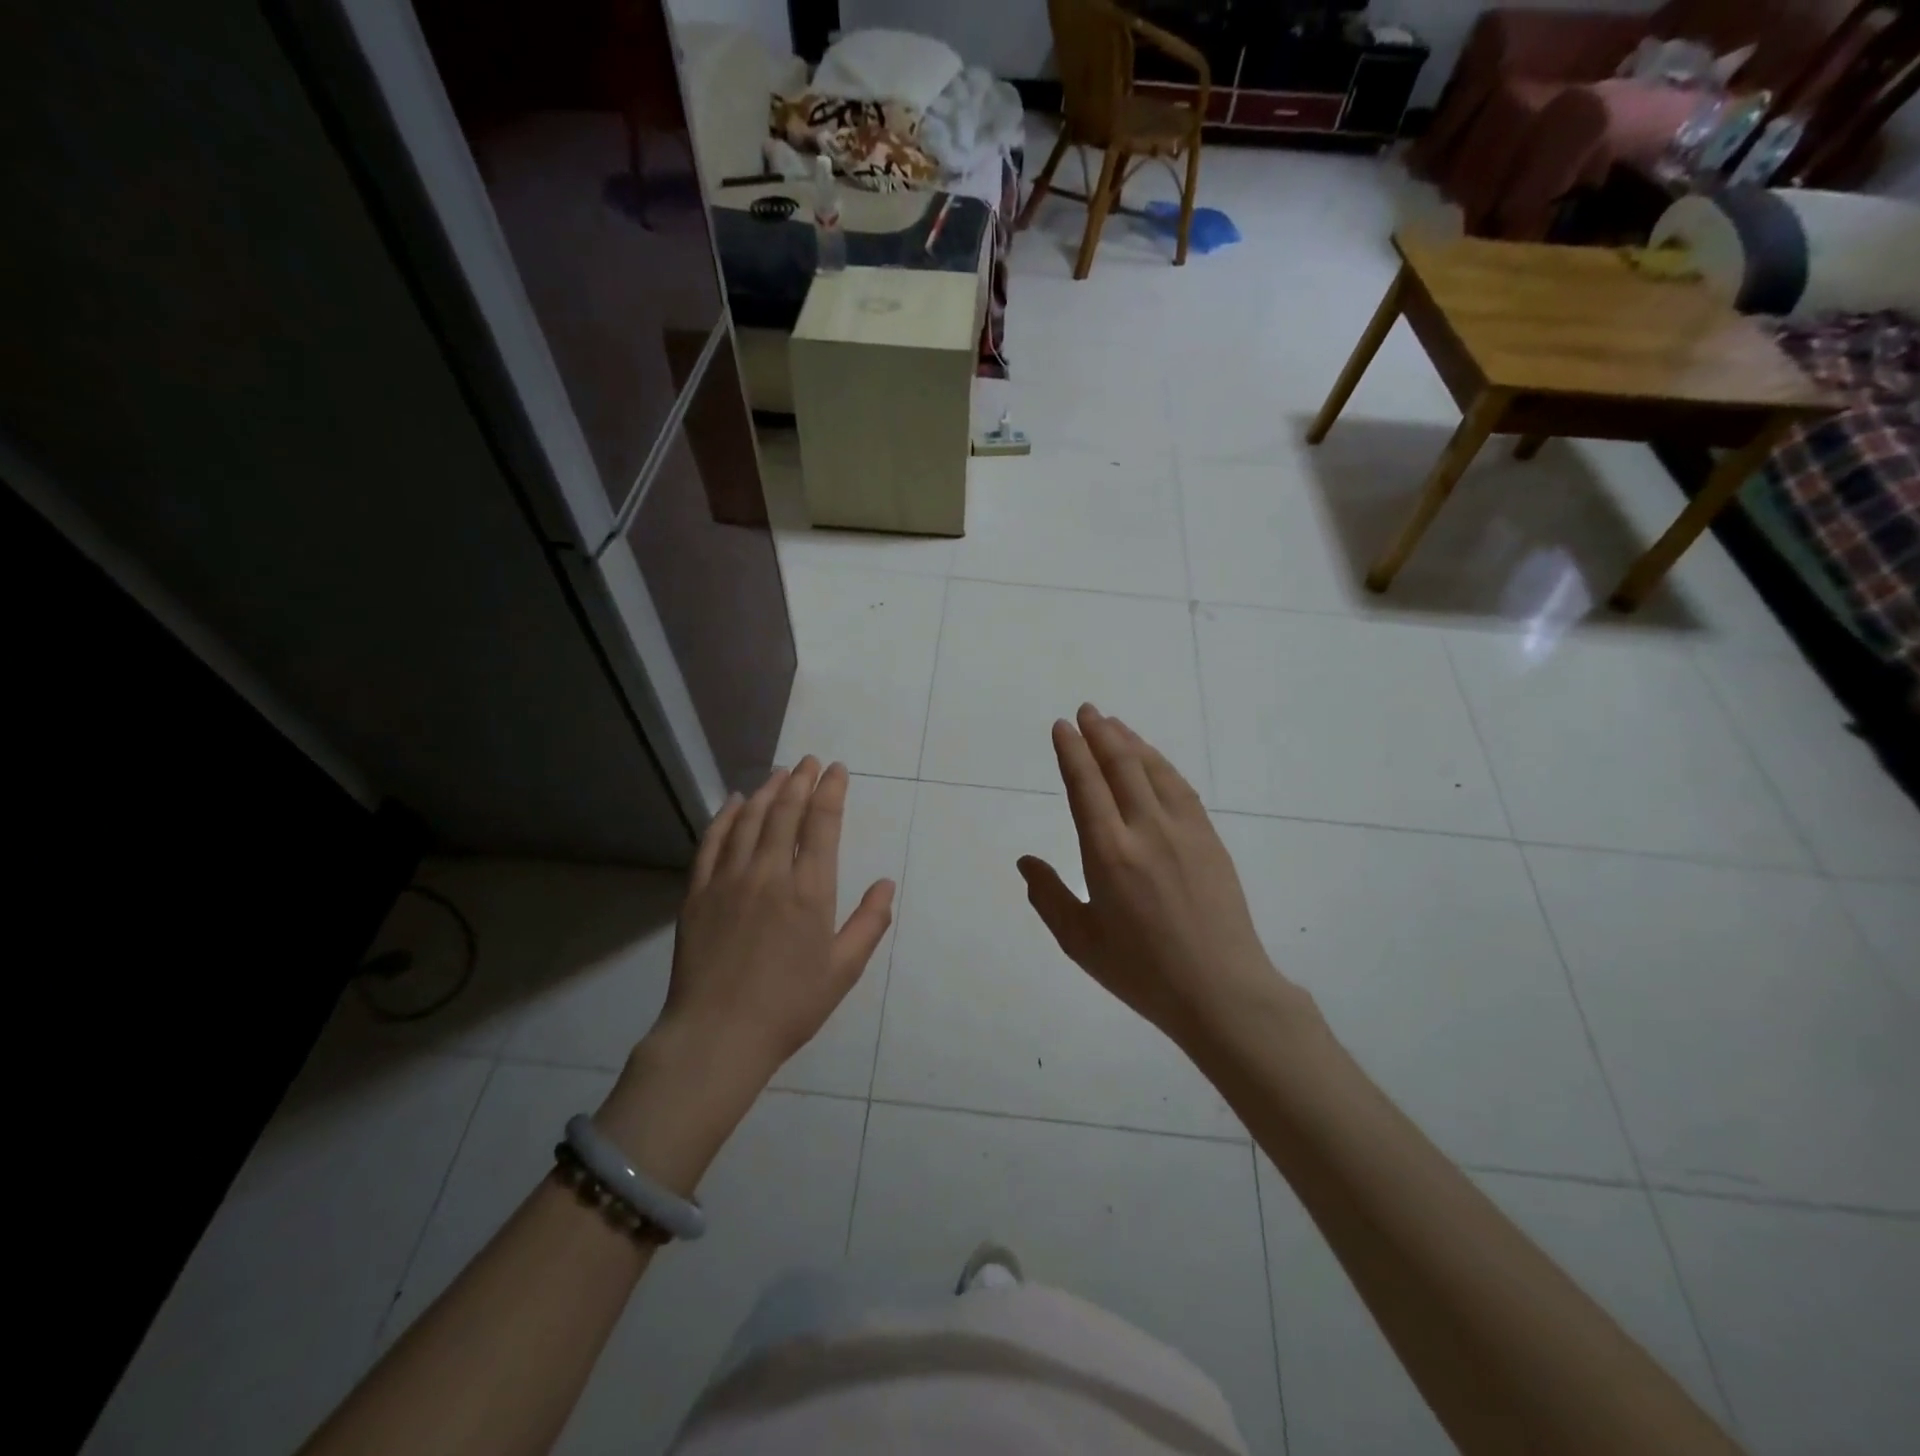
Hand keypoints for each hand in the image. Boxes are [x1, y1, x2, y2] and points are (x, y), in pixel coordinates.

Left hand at [656, 758, 895, 1084]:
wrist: (718, 1035)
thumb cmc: (790, 1005)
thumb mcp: (844, 969)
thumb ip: (869, 922)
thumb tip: (886, 883)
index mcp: (809, 889)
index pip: (822, 822)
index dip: (831, 790)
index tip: (837, 770)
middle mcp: (769, 872)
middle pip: (785, 810)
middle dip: (801, 779)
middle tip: (810, 761)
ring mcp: (729, 879)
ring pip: (749, 818)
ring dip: (767, 790)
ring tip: (779, 773)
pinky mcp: (698, 892)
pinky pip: (712, 841)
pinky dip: (726, 815)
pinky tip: (734, 802)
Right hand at [1018, 705, 1301, 1049]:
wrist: (1220, 990)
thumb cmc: (1142, 972)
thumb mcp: (1081, 941)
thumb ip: (1048, 896)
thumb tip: (1025, 860)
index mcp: (1108, 854)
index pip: (1086, 786)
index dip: (1072, 751)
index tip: (1063, 726)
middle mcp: (1145, 830)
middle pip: (1121, 766)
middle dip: (1100, 733)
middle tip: (1086, 710)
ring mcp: (1183, 830)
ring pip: (1153, 770)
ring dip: (1131, 742)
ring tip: (1114, 724)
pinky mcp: (1208, 839)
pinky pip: (1180, 787)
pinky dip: (1161, 764)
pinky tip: (1152, 759)